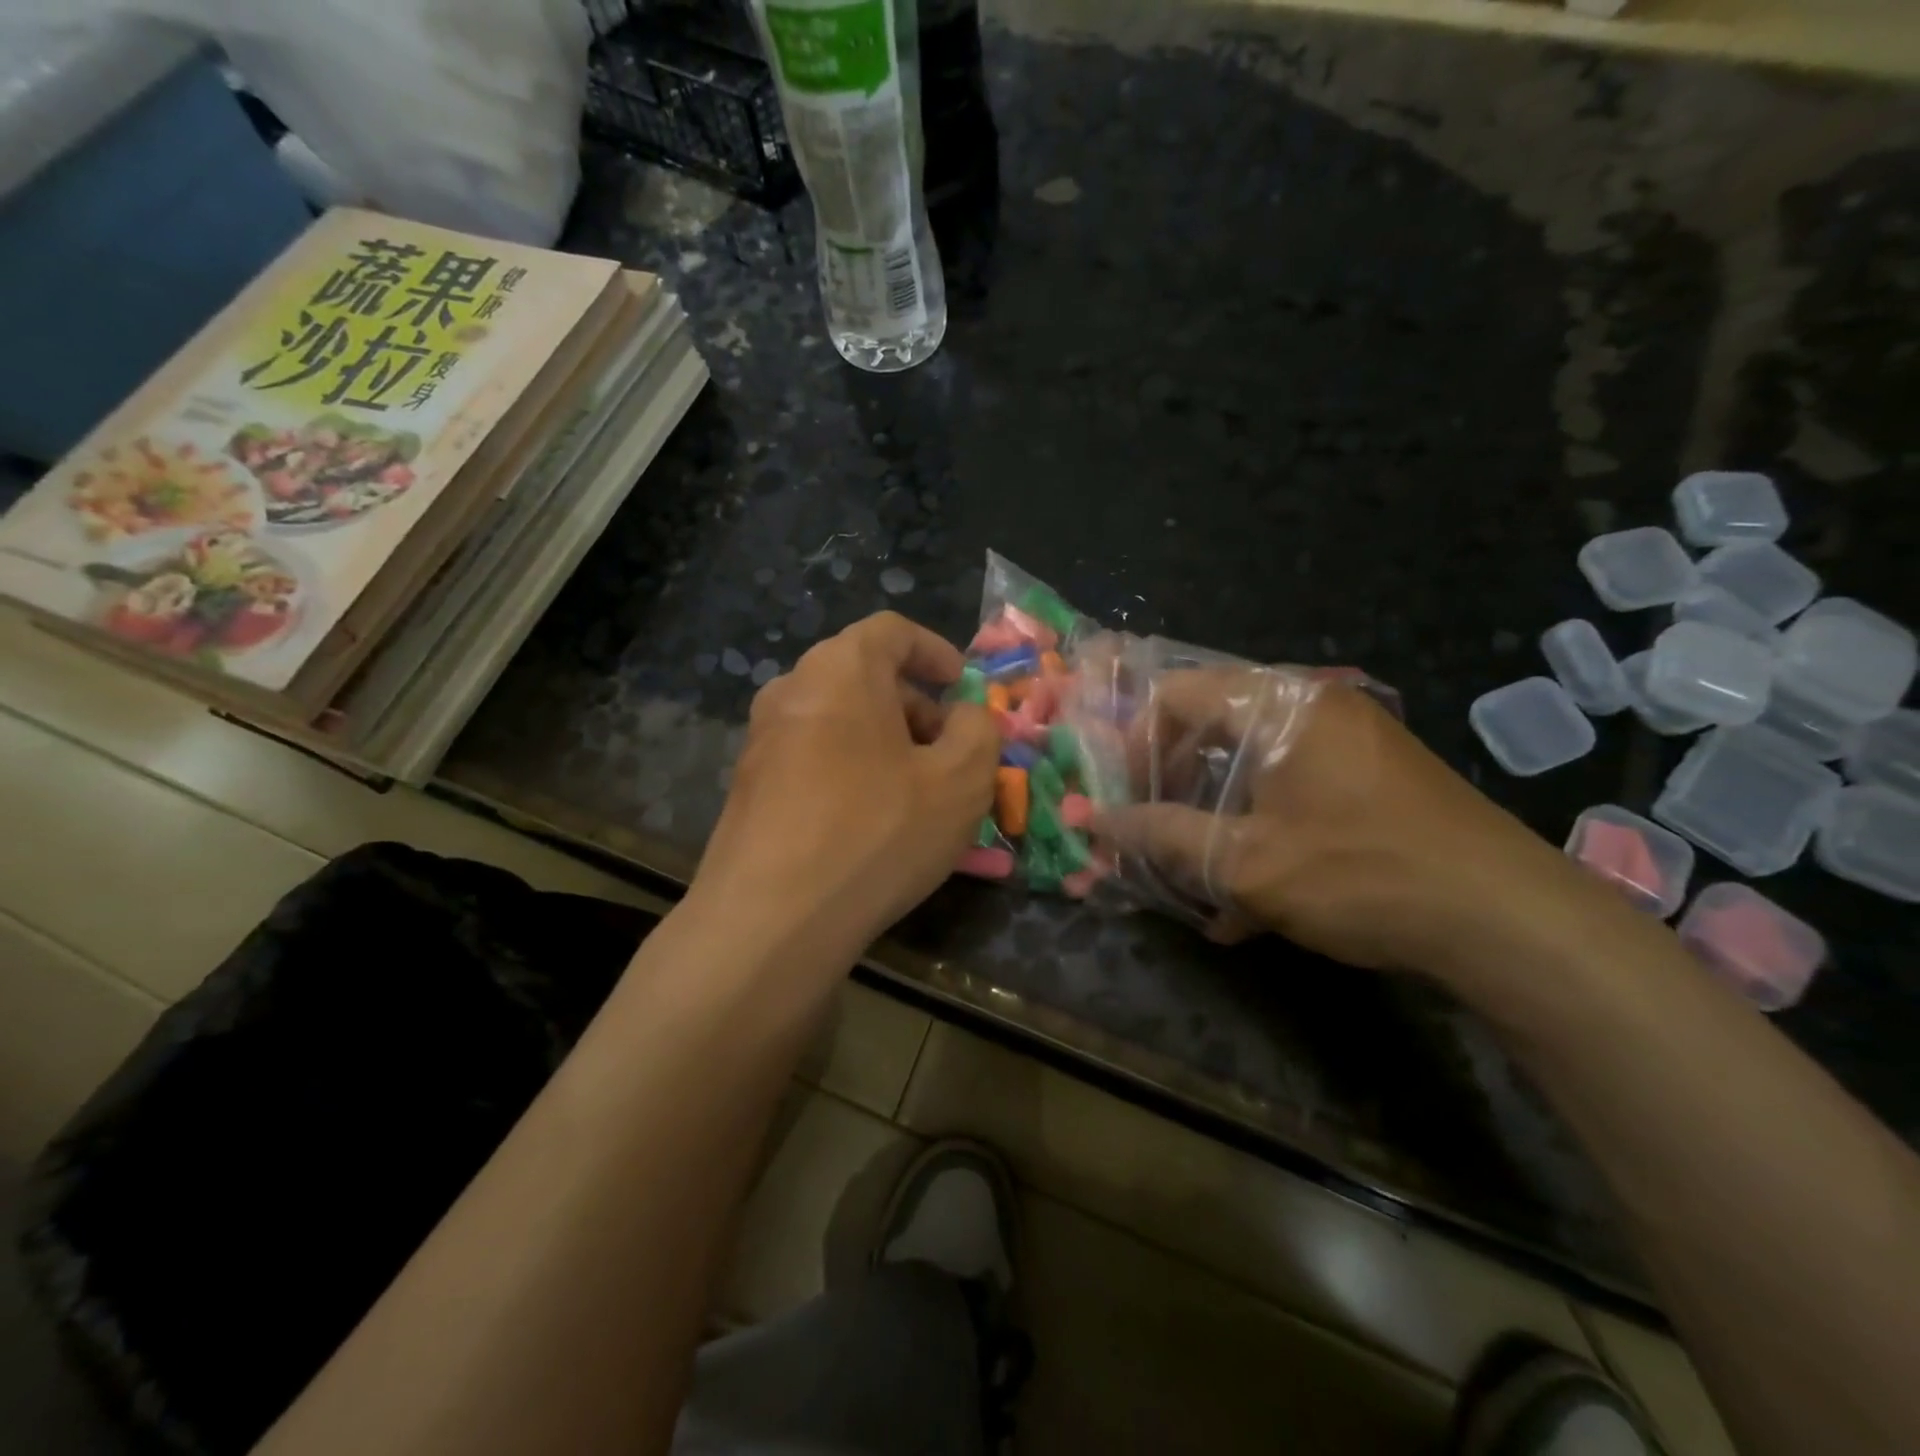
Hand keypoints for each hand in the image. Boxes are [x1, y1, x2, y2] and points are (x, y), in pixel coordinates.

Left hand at [689, 612, 1000, 962]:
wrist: (769, 921)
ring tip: (918, 794)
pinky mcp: (748, 787)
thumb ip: (979, 730)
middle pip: (864, 676)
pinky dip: (852, 771)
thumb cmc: (877, 833)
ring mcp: (761, 740)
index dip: (936, 652)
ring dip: (885, 743)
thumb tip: (963, 716)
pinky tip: (871, 823)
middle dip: (916, 707)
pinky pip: (814, 758)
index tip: (963, 689)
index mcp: (840, 669)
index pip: (892, 631)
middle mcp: (791, 690)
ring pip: (839, 720)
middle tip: (951, 753)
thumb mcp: (961, 780)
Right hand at [1095, 668, 1581, 975]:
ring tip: (1196, 879)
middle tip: (1153, 837)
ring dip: (1212, 818)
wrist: (1510, 922)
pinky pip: (1290, 790)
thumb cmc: (1361, 874)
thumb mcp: (1244, 862)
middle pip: (1210, 728)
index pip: (1175, 694)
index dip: (1134, 743)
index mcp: (1279, 705)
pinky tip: (1248, 901)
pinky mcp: (1370, 779)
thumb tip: (1093, 822)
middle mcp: (1311, 707)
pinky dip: (1259, 830)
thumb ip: (1160, 835)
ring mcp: (1346, 742)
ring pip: (1248, 766)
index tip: (1124, 798)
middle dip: (1171, 786)